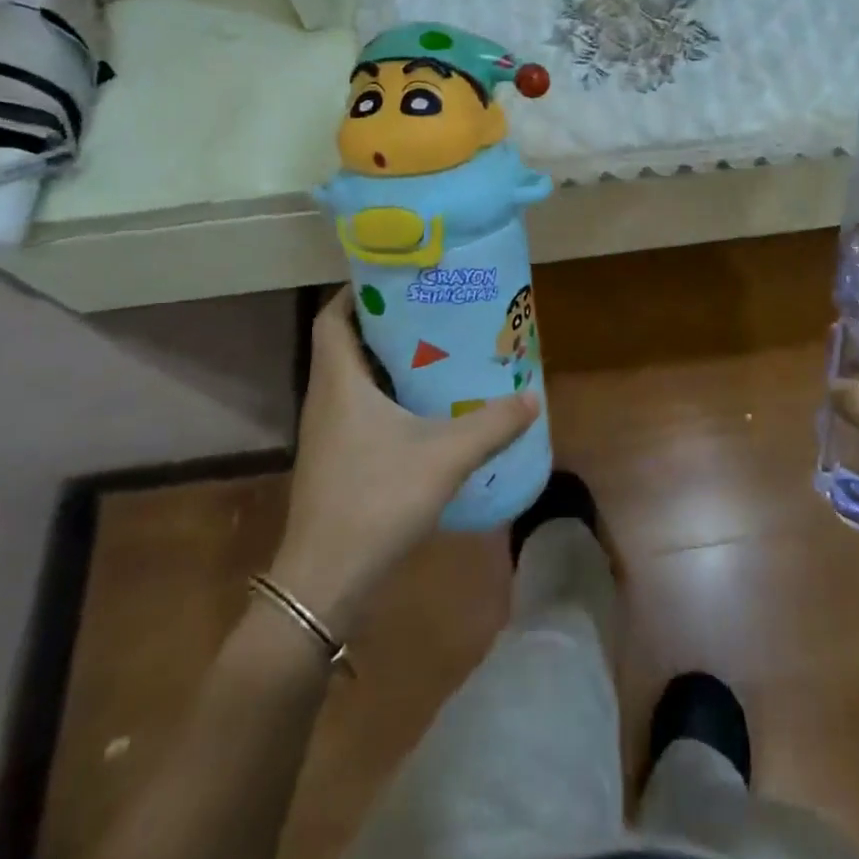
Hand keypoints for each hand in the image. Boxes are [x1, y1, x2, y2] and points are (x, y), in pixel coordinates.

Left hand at [270, 288, 537, 634]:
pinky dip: (387, 393)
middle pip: (347, 341)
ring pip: (354, 376)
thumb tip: (532, 396)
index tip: (400, 278)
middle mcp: (326, 398)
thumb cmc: (376, 500)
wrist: (325, 581)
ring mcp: (328, 431)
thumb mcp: (445, 456)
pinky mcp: (336, 457)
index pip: (332, 316)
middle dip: (386, 321)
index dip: (358, 290)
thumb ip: (492, 425)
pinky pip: (359, 406)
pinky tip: (425, 406)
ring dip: (388, 358)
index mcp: (340, 381)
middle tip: (433, 309)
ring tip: (436, 348)